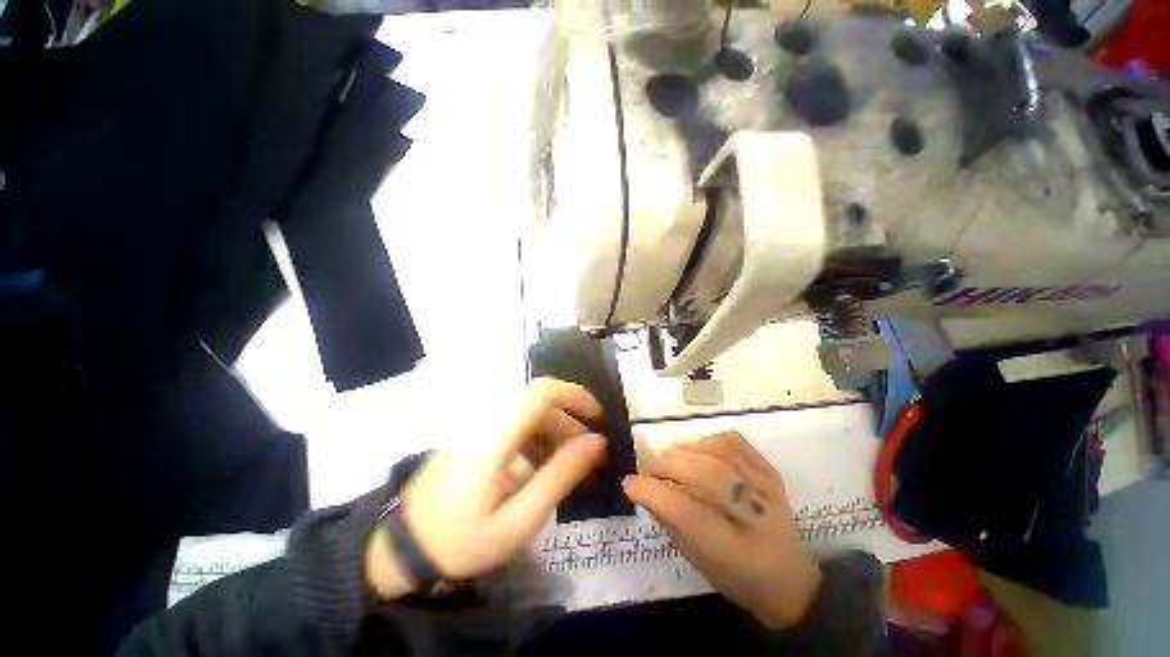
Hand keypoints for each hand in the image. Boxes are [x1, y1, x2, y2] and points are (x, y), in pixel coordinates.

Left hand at [367, 378, 605, 596]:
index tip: (597, 416)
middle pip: (538, 402)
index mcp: (495, 435)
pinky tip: (542, 466)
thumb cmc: (463, 539)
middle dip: (569, 423)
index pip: (540, 392)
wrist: (404, 547)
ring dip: (555, 432)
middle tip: (589, 455)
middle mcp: (487, 419)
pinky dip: (537, 438)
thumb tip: (597, 442)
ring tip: (569, 465)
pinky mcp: (475, 433)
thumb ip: (560, 476)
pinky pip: (515, 424)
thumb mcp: (519, 520)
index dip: (573, 394)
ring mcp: (478, 424)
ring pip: (529, 413)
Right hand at [622, 431, 821, 628]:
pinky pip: (733, 441)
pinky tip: (695, 451)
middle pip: (705, 475)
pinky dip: (707, 440)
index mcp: (738, 553)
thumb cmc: (738, 579)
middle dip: (665, 465)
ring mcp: (768, 488)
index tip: (630, 483)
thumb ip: (670, 522)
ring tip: (667, 458)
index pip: (688, 513)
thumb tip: (641, 487)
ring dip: (683, 450)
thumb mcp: (699, 563)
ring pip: (718, 452)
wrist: (792, 579)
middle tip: (646, 468)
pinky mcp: (771, 471)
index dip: (653, 493)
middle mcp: (758, 516)